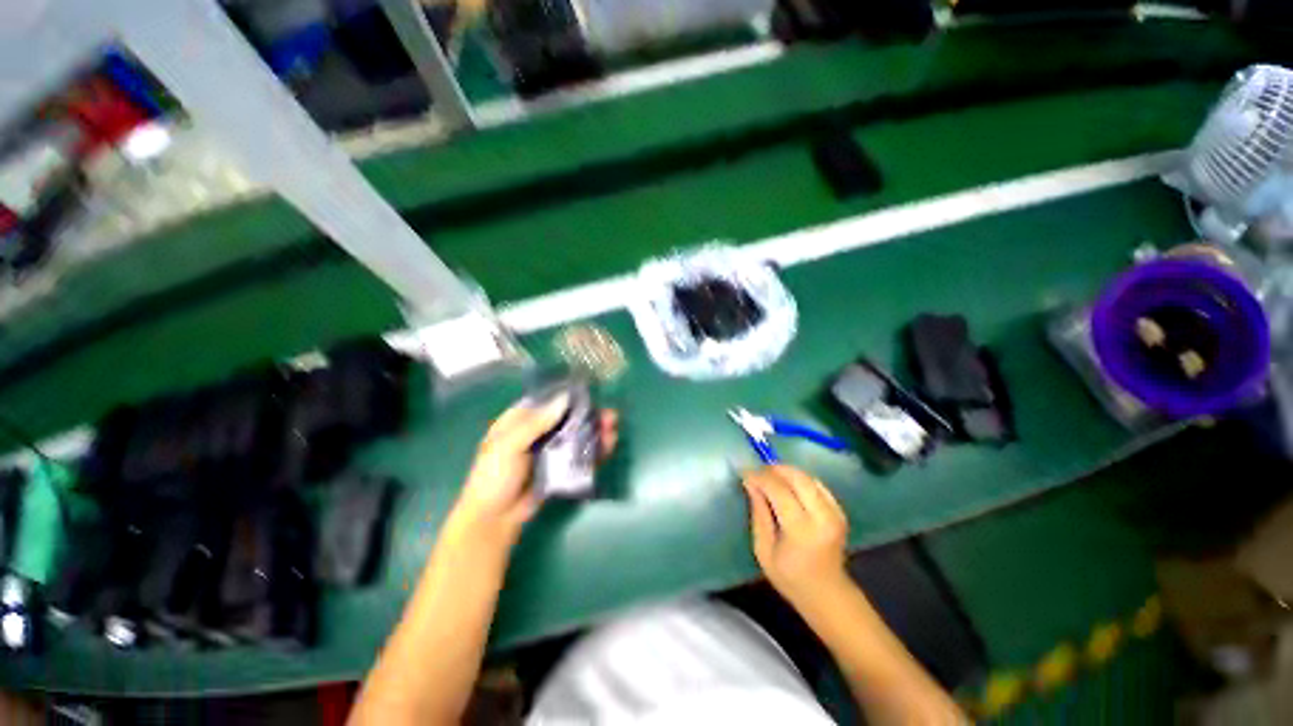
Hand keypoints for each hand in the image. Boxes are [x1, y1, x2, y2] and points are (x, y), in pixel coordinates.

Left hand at [452, 395, 618, 539]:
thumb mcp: (509, 445)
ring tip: (612, 427)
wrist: (494, 519)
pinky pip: (581, 454)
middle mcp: (540, 431)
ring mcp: (553, 450)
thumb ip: (536, 422)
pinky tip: (609, 443)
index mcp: (521, 420)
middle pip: (569, 417)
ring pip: (578, 434)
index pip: (548, 400)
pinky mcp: (563, 467)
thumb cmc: (494, 477)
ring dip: (596, 429)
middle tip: (609, 415)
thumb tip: (565, 399)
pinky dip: (596, 448)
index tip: (590, 394)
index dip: (569, 396)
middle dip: (590, 414)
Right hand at [742, 465, 849, 607]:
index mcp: (802, 530)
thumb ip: (758, 513)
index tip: (744, 473)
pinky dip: (799, 479)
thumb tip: (750, 483)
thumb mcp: (763, 550)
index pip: (779, 490)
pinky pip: (816, 484)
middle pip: (797, 477)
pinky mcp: (839, 510)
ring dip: (786, 472)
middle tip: (757, 472)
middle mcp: (822, 517)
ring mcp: (834, 512)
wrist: (828, 594)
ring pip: (807, 477)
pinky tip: (787, 486)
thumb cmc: (790, 577)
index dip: (760, 477)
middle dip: (774, 469)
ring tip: (769, 478)